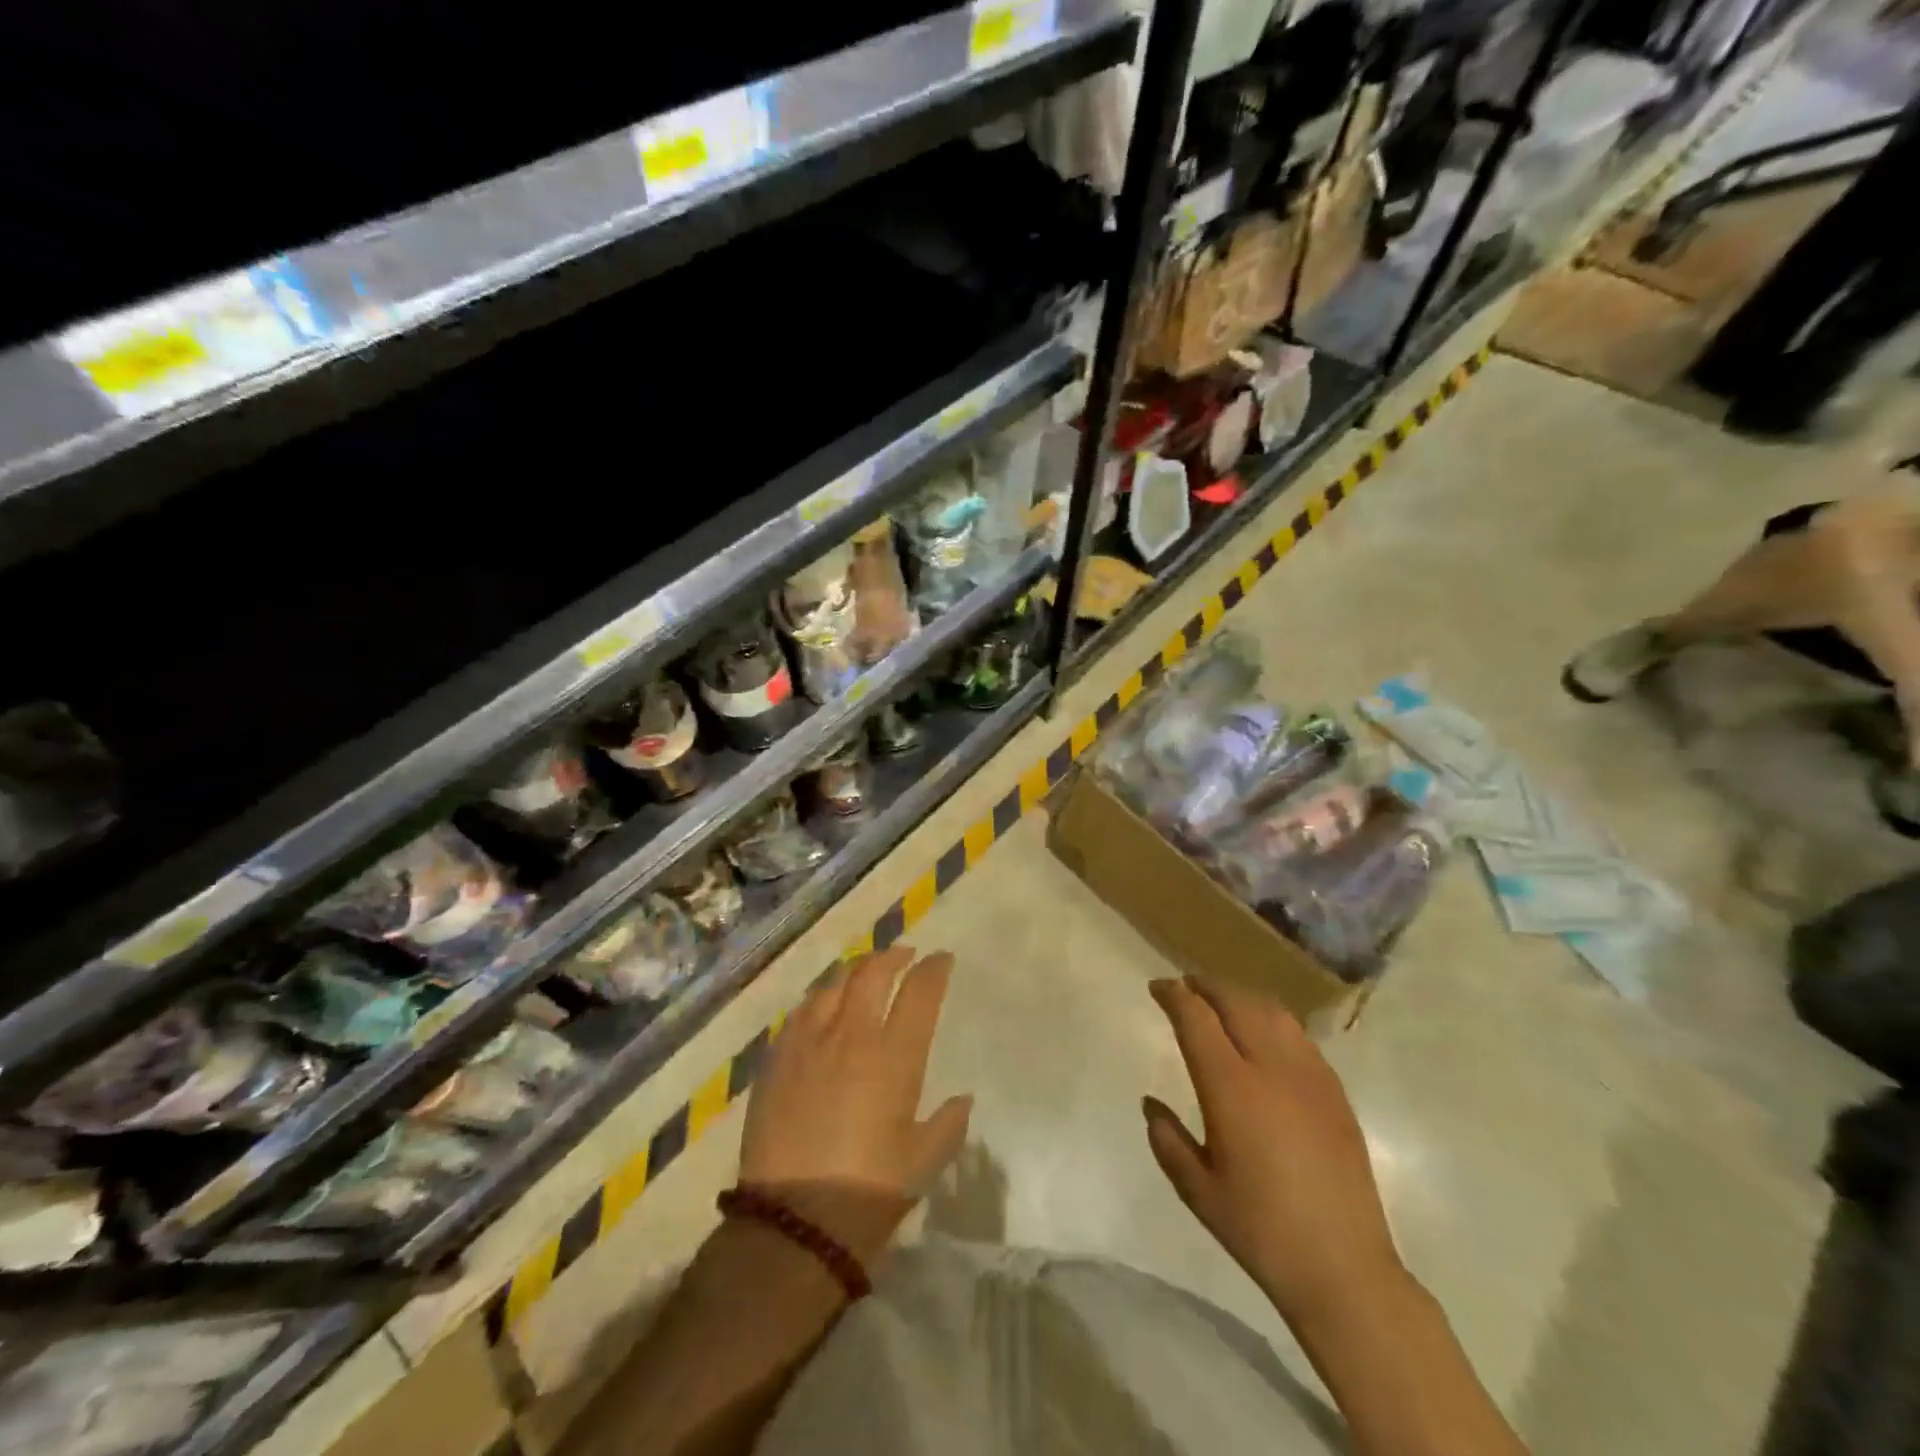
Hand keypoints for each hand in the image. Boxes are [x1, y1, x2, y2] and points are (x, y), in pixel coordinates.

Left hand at [739, 945, 972, 1264]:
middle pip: (873, 973)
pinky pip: (802, 1011)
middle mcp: (852, 1036)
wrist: (793, 1224)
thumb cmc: (868, 1193)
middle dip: (893, 956)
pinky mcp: (777, 1058)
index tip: (942, 960)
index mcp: (894, 1057)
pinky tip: (824, 1004)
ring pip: (834, 984)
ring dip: (856, 970)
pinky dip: (821, 998)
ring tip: (865, 972)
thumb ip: (948, 1124)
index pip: (919, 992)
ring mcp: (809, 1043)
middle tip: (905, 956)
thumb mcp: (922, 1163)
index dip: (934, 969)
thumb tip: (962, 1099)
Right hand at [1144, 977, 1404, 1328]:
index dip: (1174, 996)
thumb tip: (1151, 1104)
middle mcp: (1271, 1068)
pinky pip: (1298, 1035)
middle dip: (1206, 986)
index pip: (1197, 1019)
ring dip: (1240, 996)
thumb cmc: (1260, 1230)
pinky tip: (1264, 1035)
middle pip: (1236, 1002)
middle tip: (1185, 987)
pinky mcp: (1335, 1092)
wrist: (1344, 1268)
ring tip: (1222, 1001)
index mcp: (1231, 1088)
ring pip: (1271, 1011)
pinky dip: (1272, 1019)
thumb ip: (1167, 1139)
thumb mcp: (1197, 1190)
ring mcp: (1310, 1076)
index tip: (1158, 988)